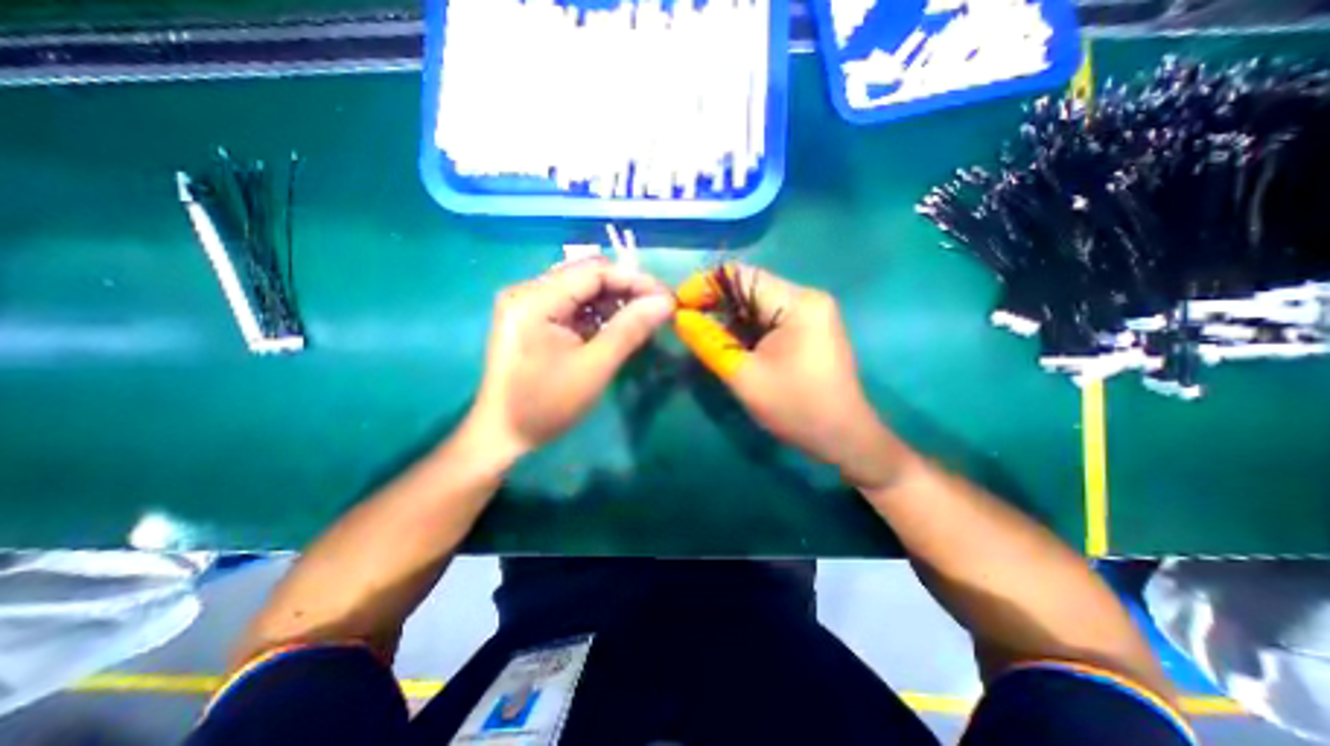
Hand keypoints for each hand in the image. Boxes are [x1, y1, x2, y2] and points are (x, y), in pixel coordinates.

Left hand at [466, 259, 675, 459]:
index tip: (666, 298)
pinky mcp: (532, 319)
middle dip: (626, 290)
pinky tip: (616, 328)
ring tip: (642, 320)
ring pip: (582, 291)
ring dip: (614, 303)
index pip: (594, 271)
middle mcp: (527, 291)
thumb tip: (665, 302)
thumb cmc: (546, 405)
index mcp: (535, 299)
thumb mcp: (594, 368)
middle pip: (587, 277)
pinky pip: (573, 307)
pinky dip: (598, 315)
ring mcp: (528, 305)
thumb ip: (630, 330)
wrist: (502, 435)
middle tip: (658, 310)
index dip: (634, 280)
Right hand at [676, 262, 914, 490]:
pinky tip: (730, 343)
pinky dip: (746, 328)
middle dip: (716, 303)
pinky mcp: (809, 328)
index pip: (742, 277)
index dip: (705, 285)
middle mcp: (807, 298)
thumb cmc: (796, 408)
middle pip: (750, 288)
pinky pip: (769, 318)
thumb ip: (709, 342)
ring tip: (704, 335)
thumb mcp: (744, 376)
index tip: (678, 304)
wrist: (843, 438)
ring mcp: (811, 313)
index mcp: (797, 303)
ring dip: (729, 317)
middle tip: (686, 322)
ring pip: (758, 304)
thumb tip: (680, 318)